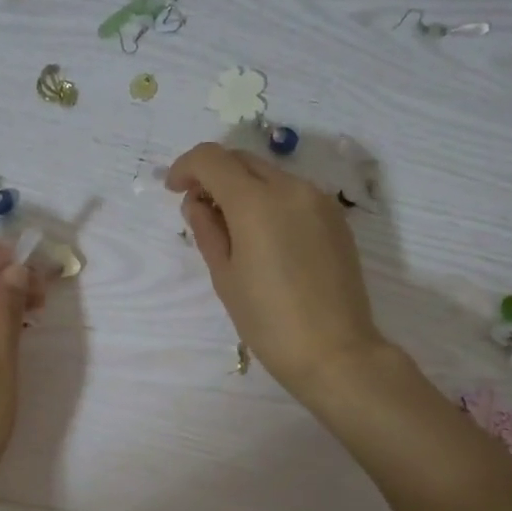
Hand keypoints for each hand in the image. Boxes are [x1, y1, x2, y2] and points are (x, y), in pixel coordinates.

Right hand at [166, 142, 392, 403]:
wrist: (335, 352)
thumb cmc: (268, 321)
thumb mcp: (225, 277)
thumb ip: (207, 230)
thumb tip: (198, 203)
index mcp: (256, 202)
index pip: (211, 158)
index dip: (186, 167)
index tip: (175, 190)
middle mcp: (291, 188)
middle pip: (242, 160)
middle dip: (214, 174)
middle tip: (199, 208)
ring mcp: (319, 200)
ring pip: (270, 175)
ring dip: (243, 187)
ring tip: (232, 227)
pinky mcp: (336, 218)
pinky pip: (294, 194)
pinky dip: (270, 200)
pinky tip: (264, 237)